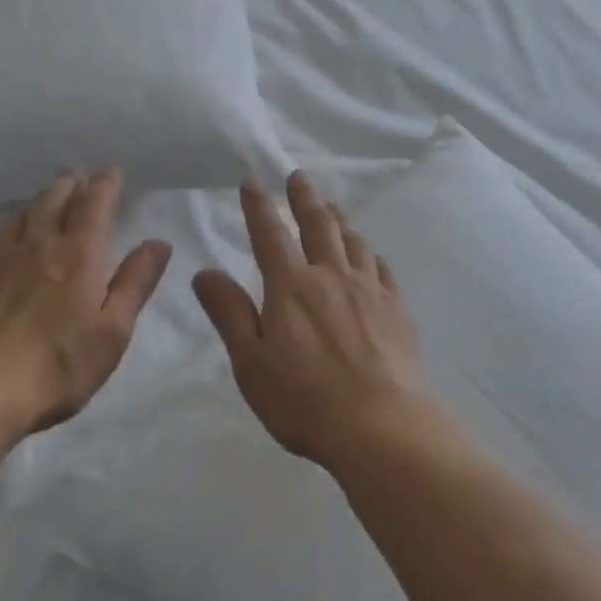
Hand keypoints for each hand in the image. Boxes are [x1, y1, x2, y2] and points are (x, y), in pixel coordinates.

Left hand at [0, 170, 172, 440]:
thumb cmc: (58, 364)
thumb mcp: (114, 330)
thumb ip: (136, 282)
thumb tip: (159, 242)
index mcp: (79, 254)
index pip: (95, 205)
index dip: (105, 185)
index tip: (111, 171)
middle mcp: (38, 244)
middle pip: (54, 200)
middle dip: (70, 186)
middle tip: (78, 179)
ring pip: (20, 215)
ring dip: (38, 202)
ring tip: (46, 202)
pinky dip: (3, 227)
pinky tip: (2, 235)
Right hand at [193, 172, 429, 469]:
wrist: (381, 424)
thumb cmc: (304, 400)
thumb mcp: (252, 363)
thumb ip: (230, 314)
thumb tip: (205, 272)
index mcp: (291, 287)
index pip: (270, 235)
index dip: (259, 206)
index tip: (252, 181)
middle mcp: (331, 276)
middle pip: (318, 225)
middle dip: (304, 198)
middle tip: (299, 177)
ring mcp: (368, 289)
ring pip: (353, 241)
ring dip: (340, 219)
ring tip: (333, 206)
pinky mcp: (396, 307)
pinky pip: (381, 268)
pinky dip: (370, 253)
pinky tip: (370, 254)